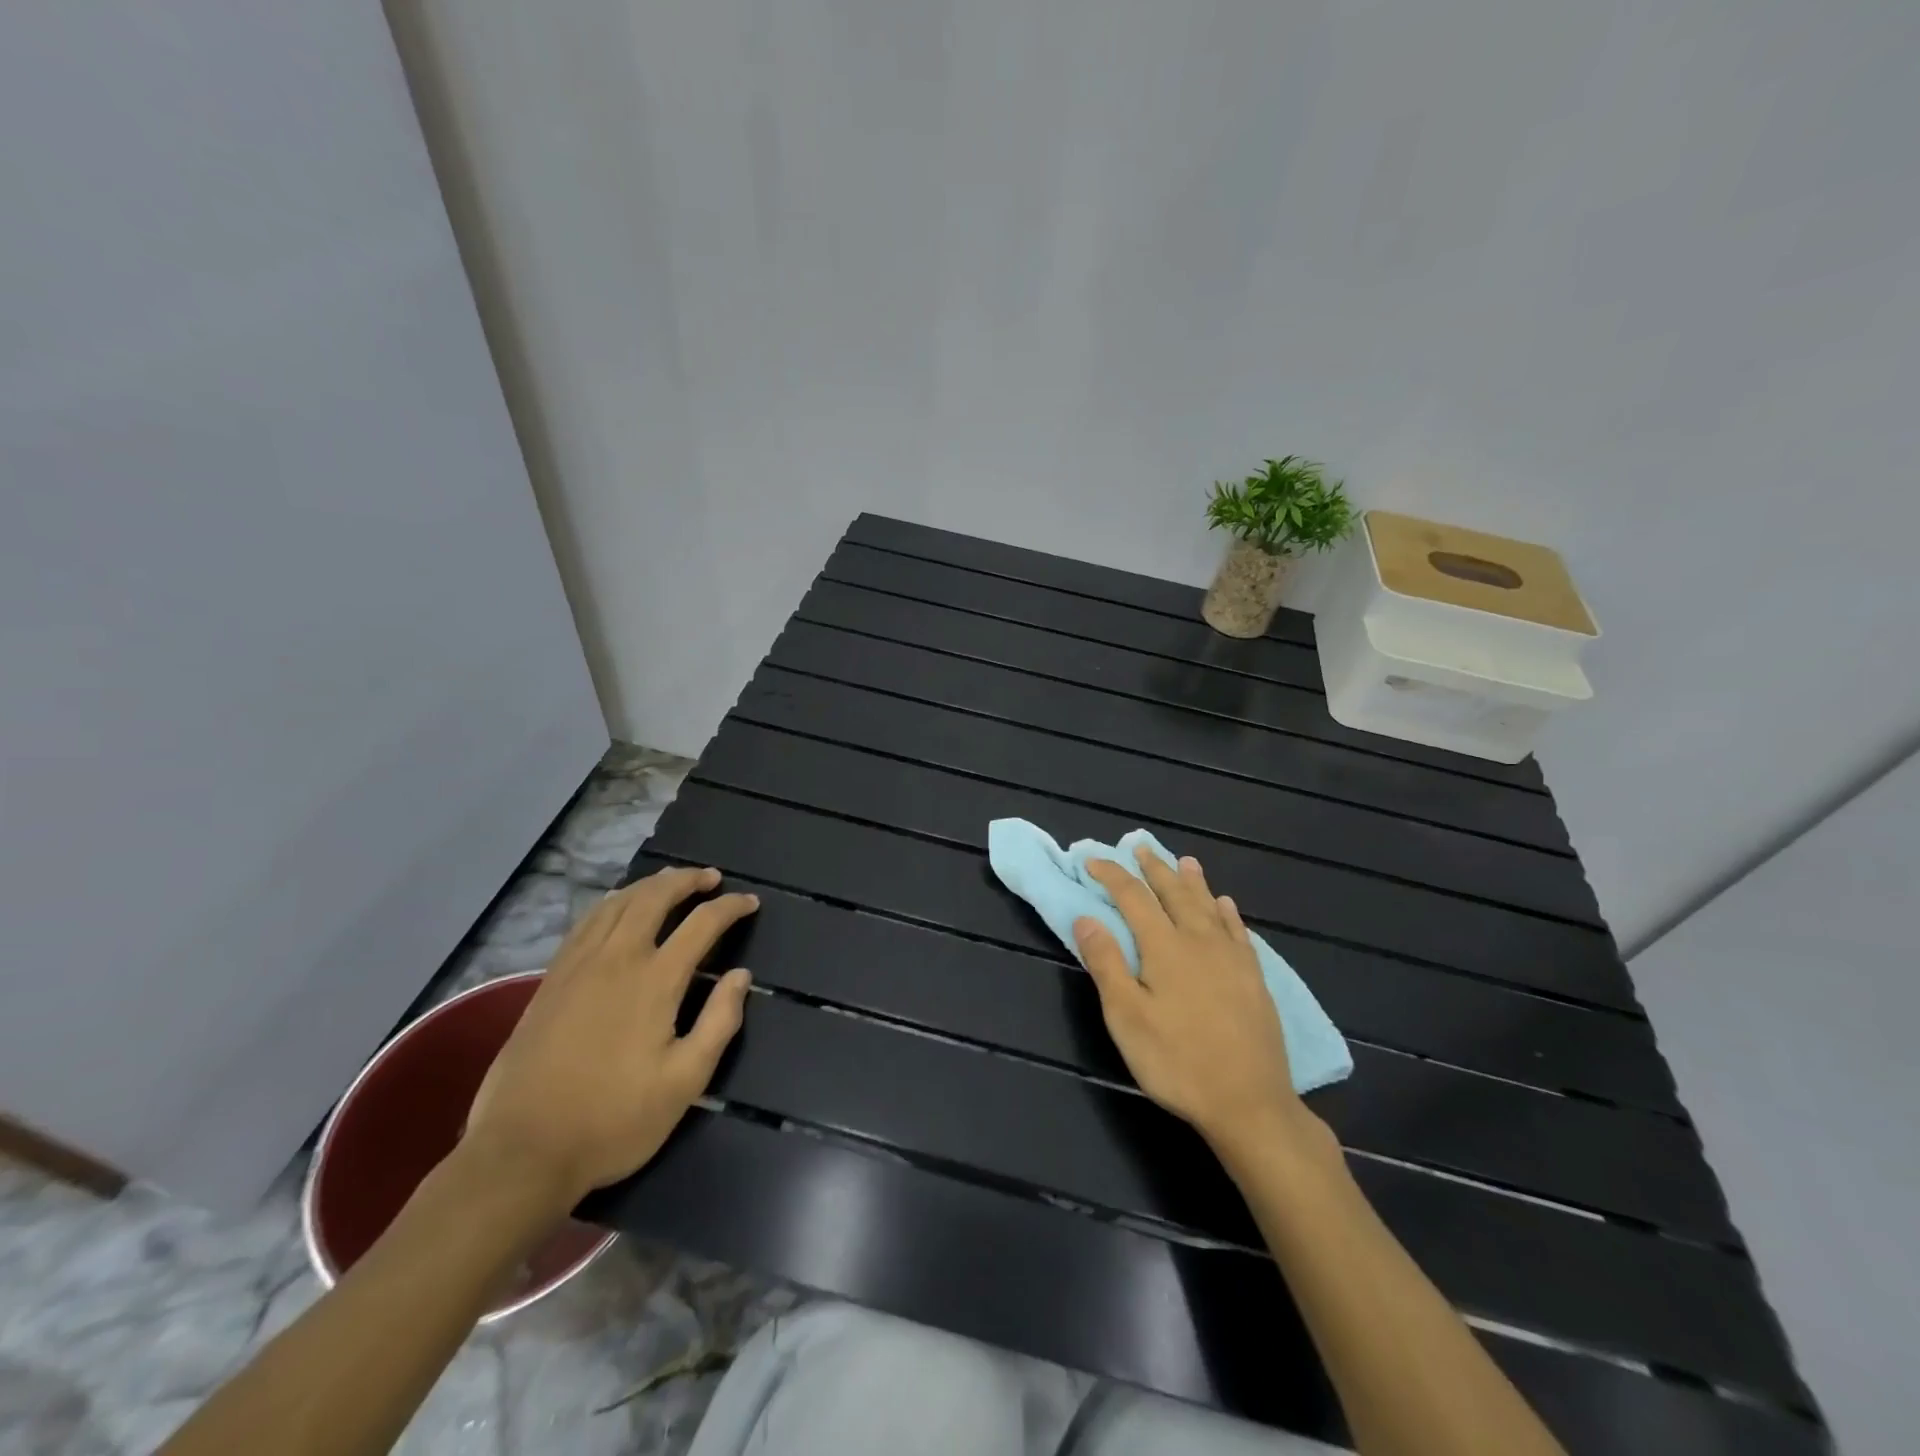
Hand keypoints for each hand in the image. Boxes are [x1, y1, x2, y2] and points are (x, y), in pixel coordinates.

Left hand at [462, 866, 756, 1205]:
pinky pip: (587, 922)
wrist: (522, 1152)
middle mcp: (617, 959)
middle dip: (688, 880)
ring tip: (671, 882)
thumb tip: (741, 976)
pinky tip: (618, 908)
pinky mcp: (551, 980)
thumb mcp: (685, 1082)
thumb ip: (719, 1022)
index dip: (731, 907)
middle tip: (711, 877)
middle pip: (655, 897)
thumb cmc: (613, 1121)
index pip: (702, 924)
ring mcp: (578, 966)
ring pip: (618, 903)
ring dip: (650, 885)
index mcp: (655, 981)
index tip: (750, 902)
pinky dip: (612, 903)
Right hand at [1077, 848, 1324, 1158]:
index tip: (1093, 861)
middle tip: (1140, 847)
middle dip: (1153, 869)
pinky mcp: (1253, 978)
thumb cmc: (1177, 1061)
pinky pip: (1238, 931)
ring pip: (1208, 905)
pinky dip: (1227, 912)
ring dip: (1192, 881)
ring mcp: (1231, 958)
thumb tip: (1086, 917)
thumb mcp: (1127, 1017)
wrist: (1249, 1102)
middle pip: (1173, 893)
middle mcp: (1199, 940)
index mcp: (1164, 947)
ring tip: (1184, 861)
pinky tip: (1225, 905)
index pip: (1133, 897)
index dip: (1112, 875)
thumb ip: (1106, 963)